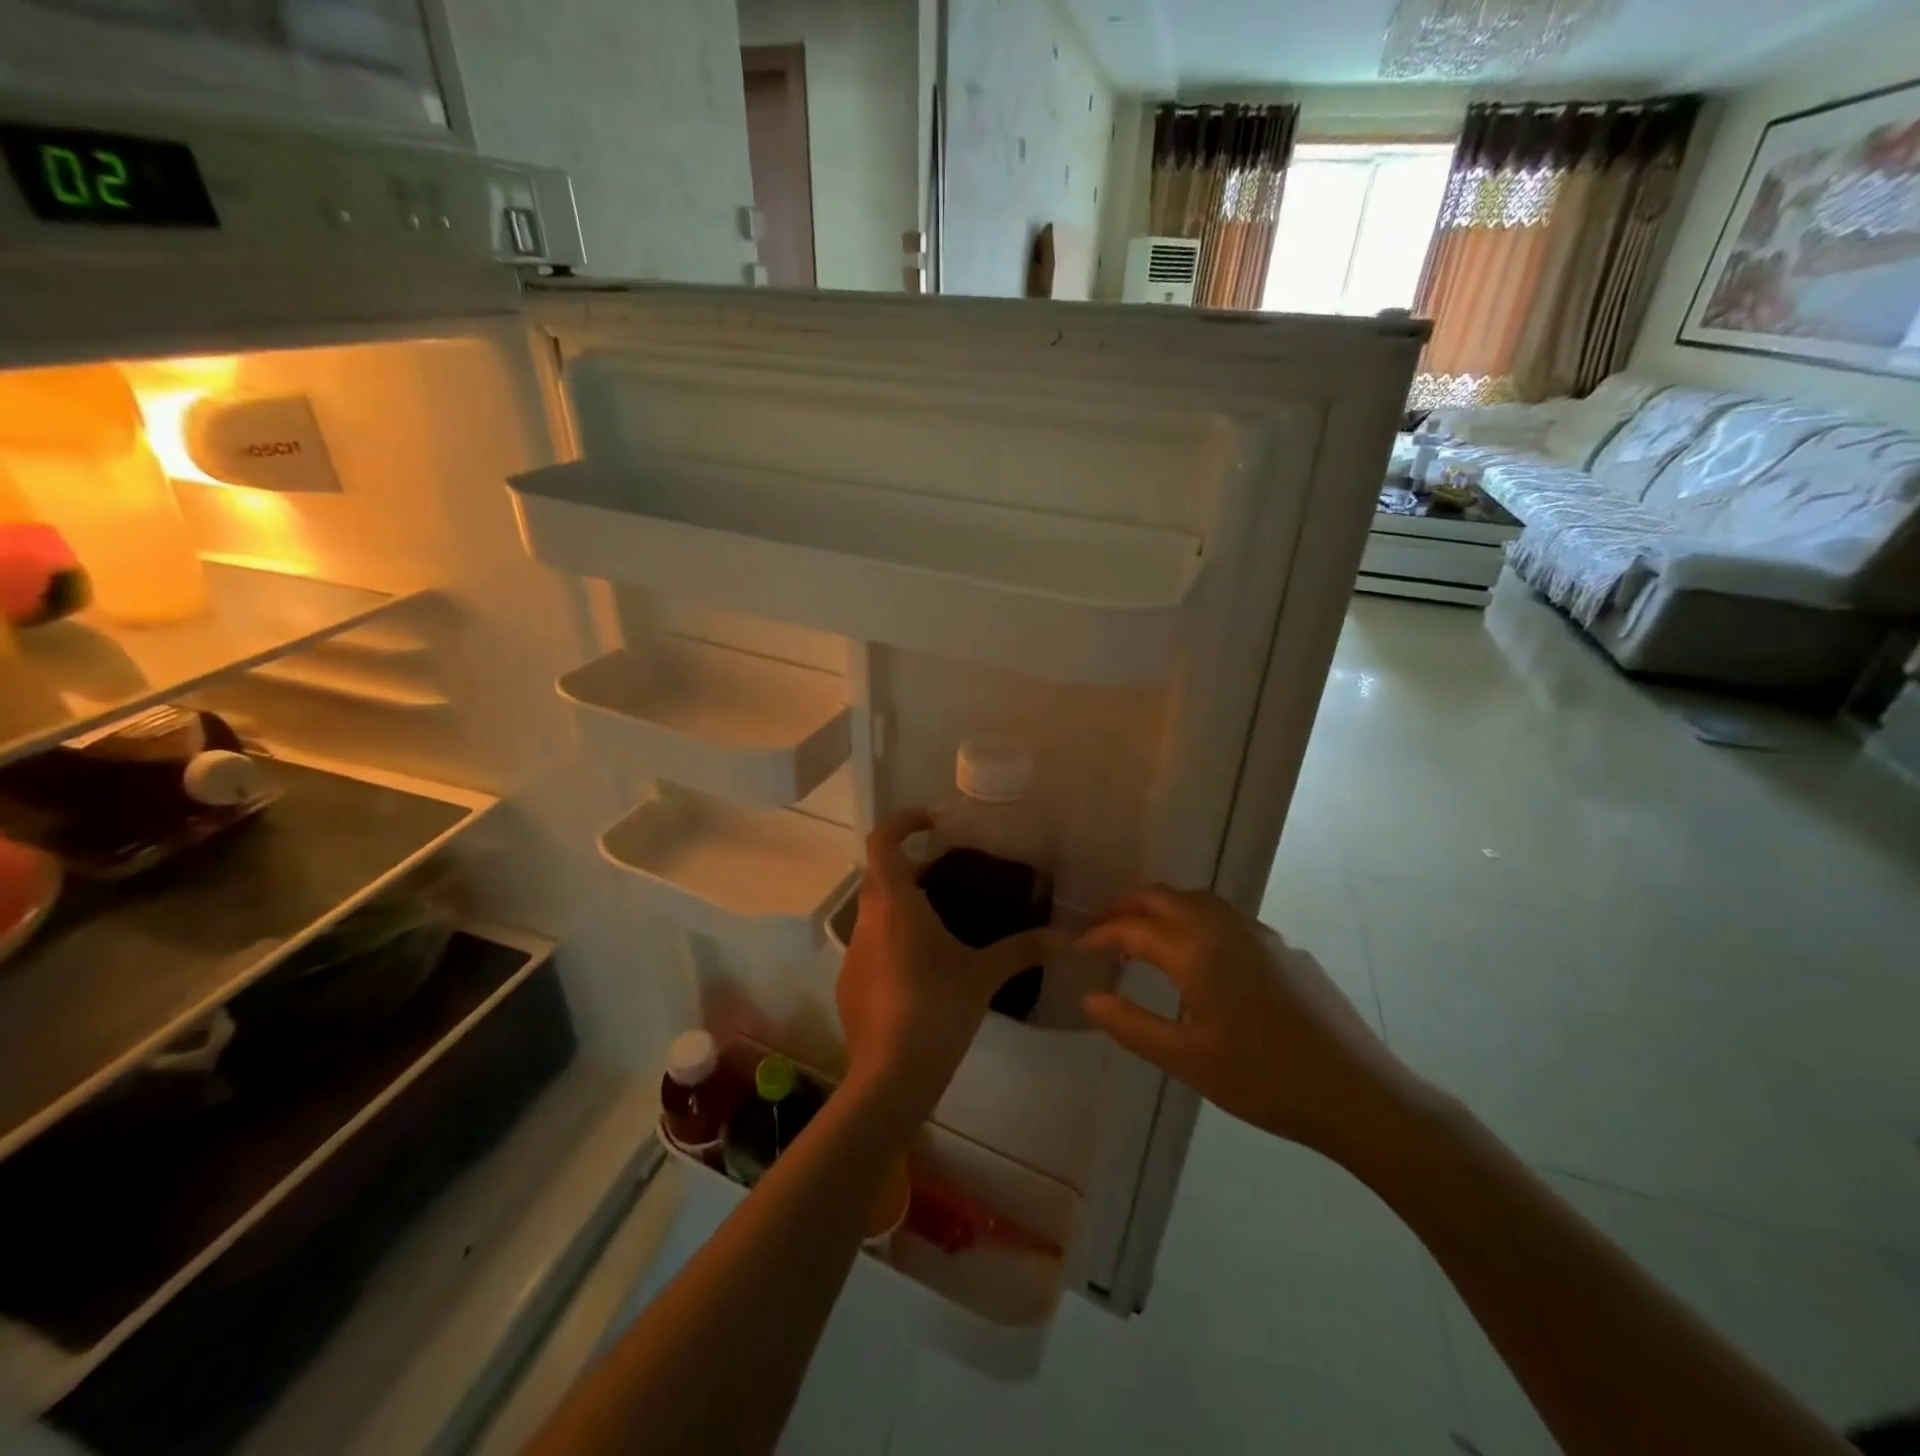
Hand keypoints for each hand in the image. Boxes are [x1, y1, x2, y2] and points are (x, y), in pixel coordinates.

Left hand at [836, 809, 1053, 1123]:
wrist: (889, 1076)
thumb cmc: (937, 1009)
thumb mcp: (984, 975)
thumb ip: (1024, 950)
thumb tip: (1068, 937)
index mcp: (896, 904)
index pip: (883, 842)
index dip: (902, 822)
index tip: (931, 822)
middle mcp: (867, 920)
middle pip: (879, 875)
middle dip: (909, 867)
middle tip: (945, 876)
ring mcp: (853, 954)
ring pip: (874, 912)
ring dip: (901, 906)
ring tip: (940, 923)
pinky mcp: (849, 984)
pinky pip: (870, 946)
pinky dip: (893, 941)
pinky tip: (922, 971)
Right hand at [1078, 886, 1436, 1163]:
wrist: (1357, 1092)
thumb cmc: (1264, 1080)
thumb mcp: (1187, 1060)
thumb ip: (1132, 1027)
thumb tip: (1089, 999)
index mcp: (1196, 950)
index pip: (1131, 927)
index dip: (1098, 934)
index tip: (1076, 948)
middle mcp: (1224, 927)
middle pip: (1162, 897)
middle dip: (1125, 907)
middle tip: (1100, 930)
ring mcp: (1258, 933)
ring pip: (1196, 899)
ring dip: (1160, 908)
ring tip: (1141, 936)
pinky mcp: (1282, 947)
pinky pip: (1224, 916)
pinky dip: (1193, 919)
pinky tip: (1198, 956)